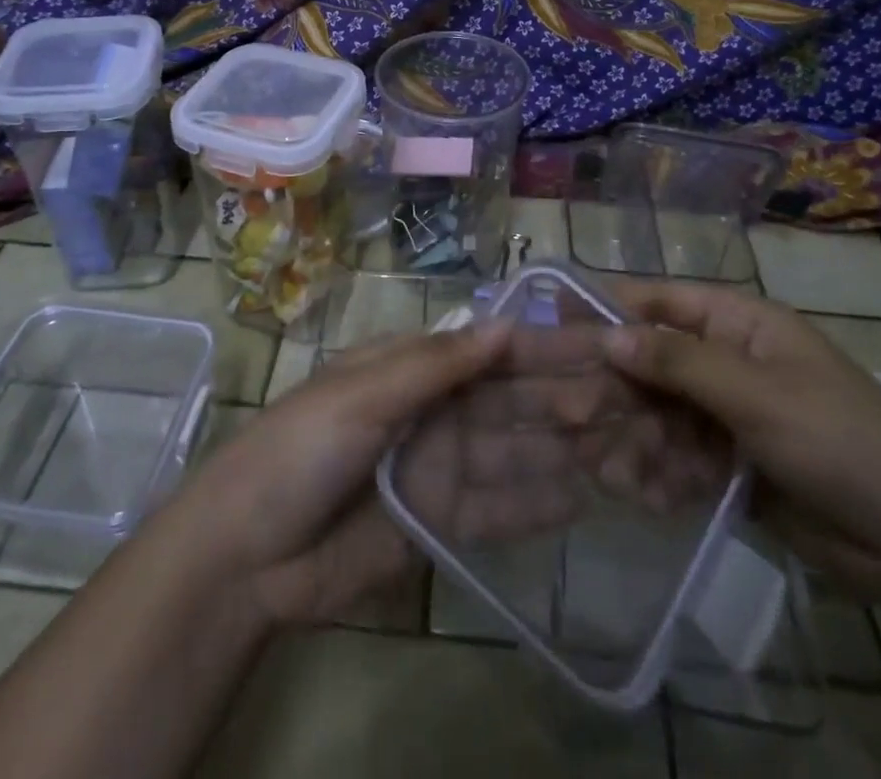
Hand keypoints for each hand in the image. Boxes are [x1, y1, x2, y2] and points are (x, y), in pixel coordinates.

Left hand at [159, 320, 598, 627]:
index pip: (491, 352)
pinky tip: (583, 497)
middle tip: (632, 400)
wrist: (248, 554)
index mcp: (413, 367)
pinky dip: (536, 503)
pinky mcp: (441, 523)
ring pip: (514, 451)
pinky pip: (498, 508)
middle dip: (565, 397)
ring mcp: (441, 468)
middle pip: (511, 401)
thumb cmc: (300, 449)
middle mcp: (435, 411)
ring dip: (564, 448)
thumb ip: (437, 365)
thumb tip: (506, 326)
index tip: (603, 346)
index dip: (544, 348)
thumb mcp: (363, 393)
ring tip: (625, 446)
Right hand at [600, 278, 880, 610]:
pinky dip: (656, 473)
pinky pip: (675, 457)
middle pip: (649, 362)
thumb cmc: (843, 442)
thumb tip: (608, 334)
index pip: (659, 301)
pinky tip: (643, 495)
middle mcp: (725, 361)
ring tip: (606, 468)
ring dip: (629, 437)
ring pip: (656, 414)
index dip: (607, 307)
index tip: (552, 321)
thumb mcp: (759, 394)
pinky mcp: (726, 465)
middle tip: (567, 415)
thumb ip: (679, 362)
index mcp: (738, 324)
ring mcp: (725, 415)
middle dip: (612, 388)